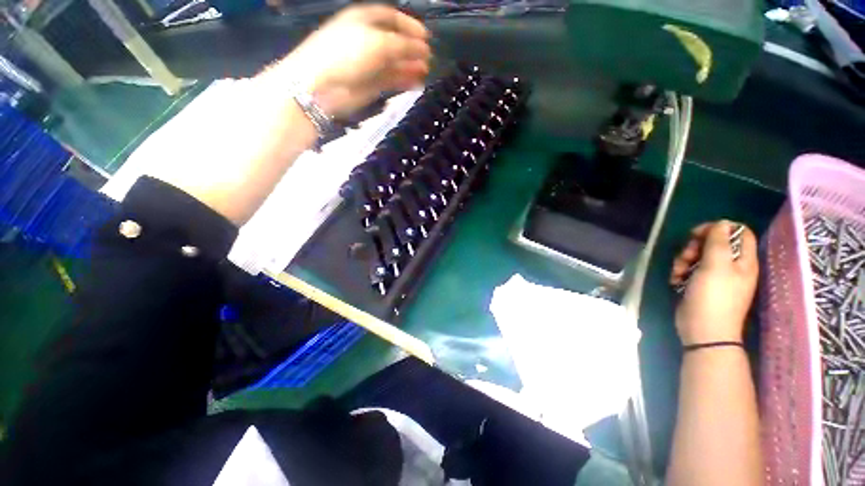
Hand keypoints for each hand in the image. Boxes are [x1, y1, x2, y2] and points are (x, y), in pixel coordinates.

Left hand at [268, 4, 430, 117]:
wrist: (324, 86)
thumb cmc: (348, 54)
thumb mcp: (379, 42)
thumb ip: (404, 44)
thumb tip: (424, 48)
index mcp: (364, 19)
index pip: (392, 17)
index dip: (410, 25)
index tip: (426, 37)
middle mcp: (367, 39)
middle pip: (395, 41)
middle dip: (412, 48)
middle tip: (429, 57)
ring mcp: (369, 63)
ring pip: (394, 63)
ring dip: (410, 66)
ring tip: (426, 71)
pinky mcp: (371, 84)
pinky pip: (391, 79)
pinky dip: (404, 80)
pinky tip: (417, 82)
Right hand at [670, 221, 758, 345]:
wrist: (703, 330)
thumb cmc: (713, 297)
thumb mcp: (716, 266)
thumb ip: (718, 242)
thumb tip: (722, 223)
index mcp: (743, 261)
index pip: (740, 233)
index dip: (719, 228)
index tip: (698, 233)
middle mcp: (732, 267)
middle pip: (714, 244)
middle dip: (695, 247)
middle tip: (687, 256)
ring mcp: (716, 277)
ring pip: (698, 256)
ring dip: (684, 260)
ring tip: (678, 272)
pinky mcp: (701, 285)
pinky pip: (690, 270)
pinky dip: (680, 272)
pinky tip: (675, 280)